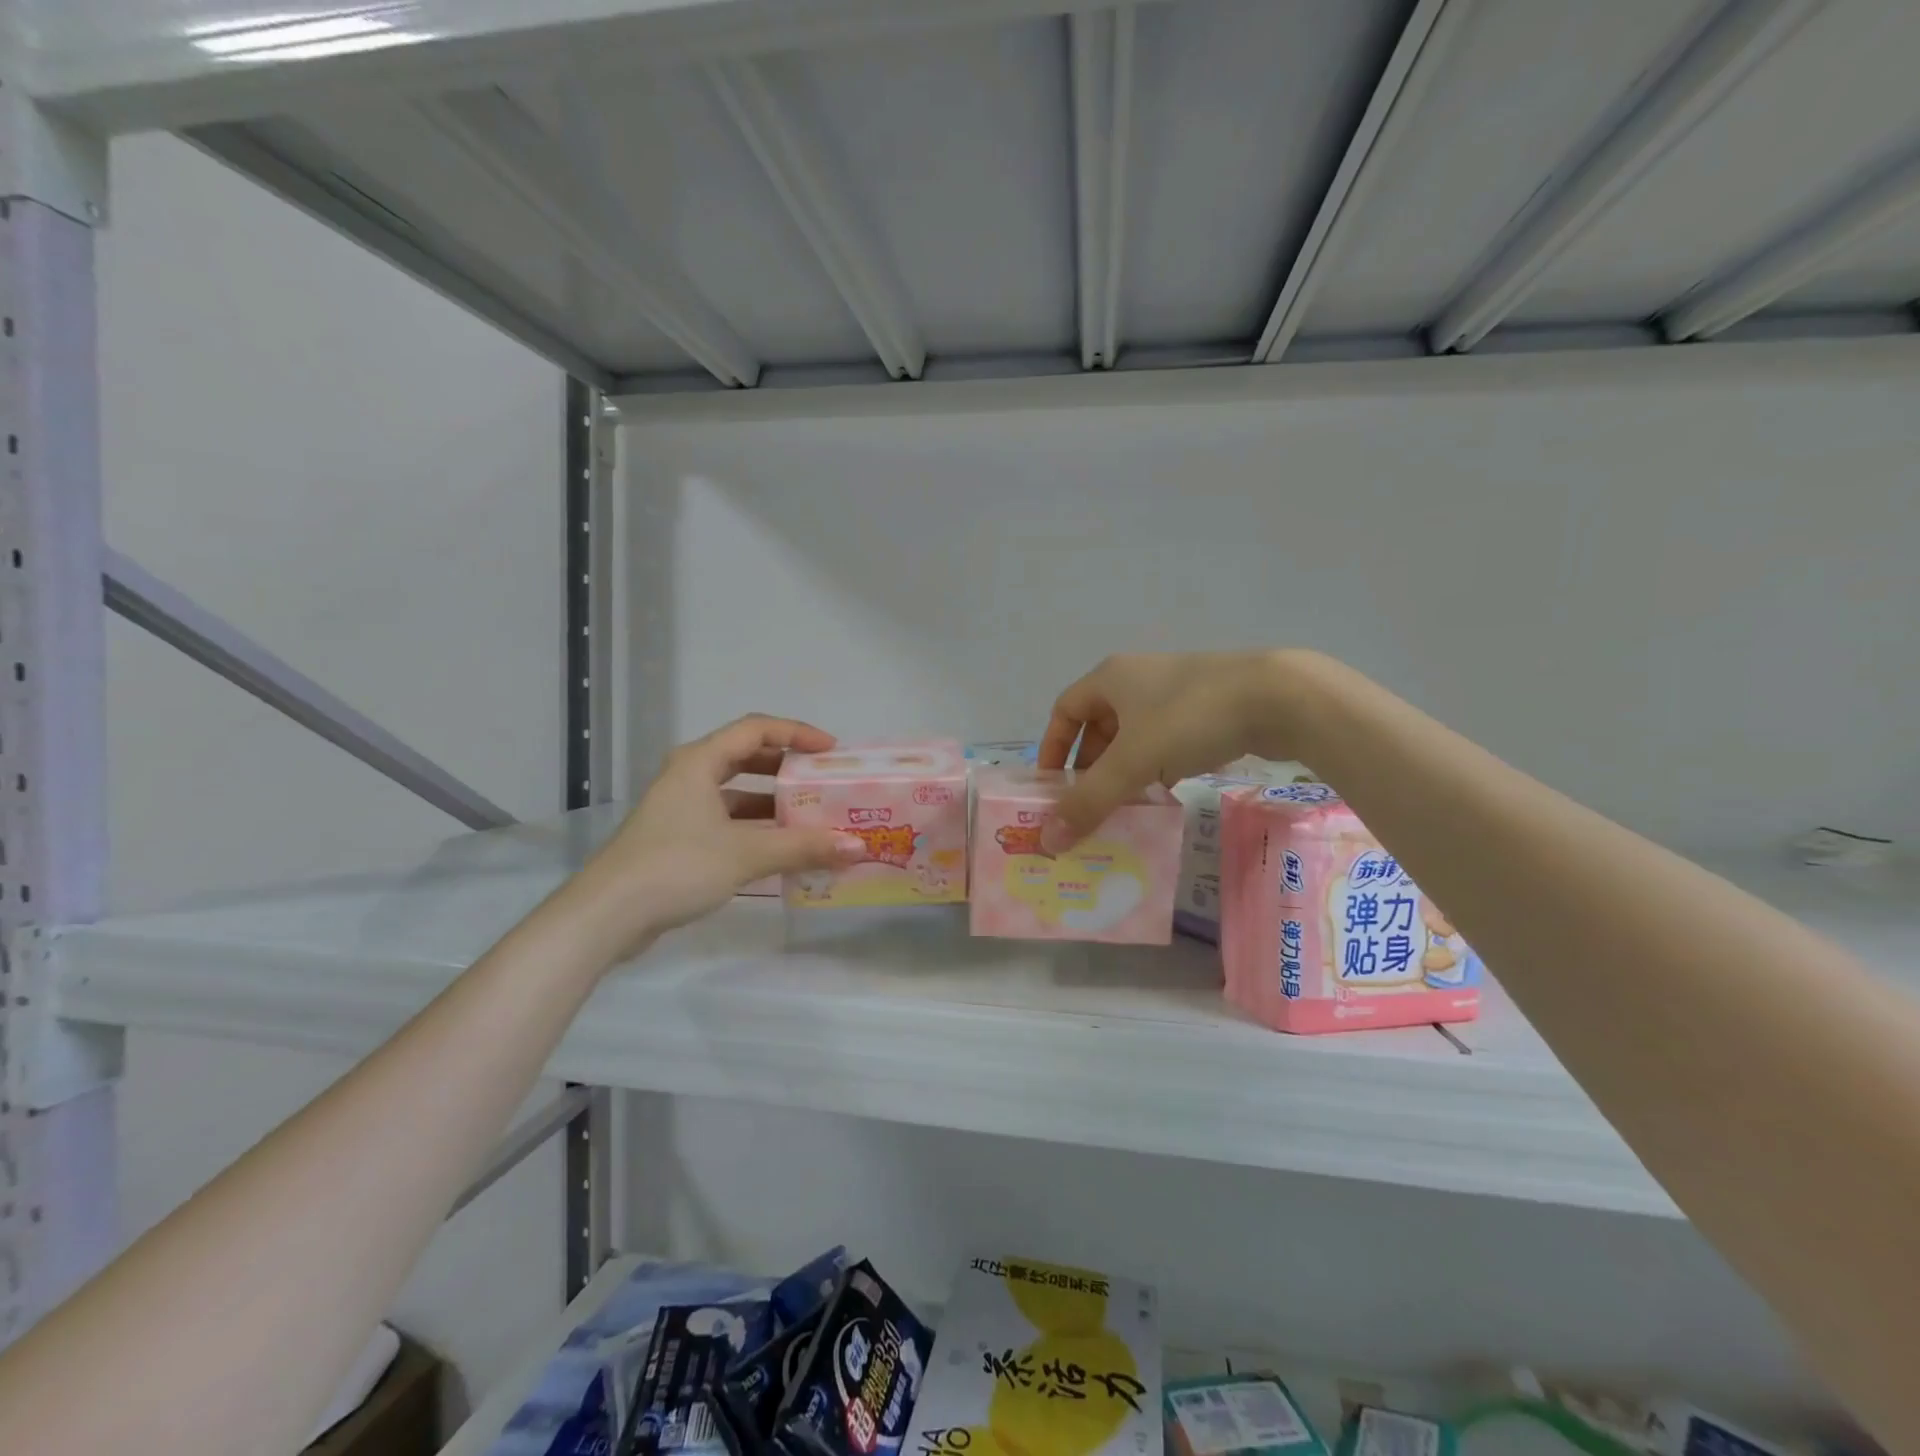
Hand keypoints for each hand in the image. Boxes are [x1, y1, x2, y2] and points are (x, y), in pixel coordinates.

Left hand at [567, 715, 864, 957]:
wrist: (607, 916)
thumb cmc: (676, 867)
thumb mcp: (746, 854)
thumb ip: (803, 847)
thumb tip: (857, 847)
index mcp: (699, 762)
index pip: (756, 729)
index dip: (797, 734)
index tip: (831, 751)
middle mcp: (689, 776)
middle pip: (746, 757)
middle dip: (787, 768)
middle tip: (823, 782)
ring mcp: (681, 808)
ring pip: (736, 793)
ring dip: (773, 803)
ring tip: (812, 817)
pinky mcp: (677, 838)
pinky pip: (727, 821)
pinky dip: (756, 829)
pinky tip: (782, 850)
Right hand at [1037, 651, 1314, 847]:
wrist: (1278, 697)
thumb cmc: (1189, 719)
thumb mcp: (1132, 762)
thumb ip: (1089, 801)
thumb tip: (1047, 840)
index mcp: (1111, 678)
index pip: (1064, 710)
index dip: (1052, 747)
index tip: (1051, 787)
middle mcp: (1138, 679)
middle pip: (1099, 725)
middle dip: (1090, 766)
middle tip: (1088, 805)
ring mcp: (1176, 692)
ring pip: (1135, 736)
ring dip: (1124, 770)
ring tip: (1123, 806)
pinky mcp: (1207, 708)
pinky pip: (1166, 740)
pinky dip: (1157, 766)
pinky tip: (1165, 793)